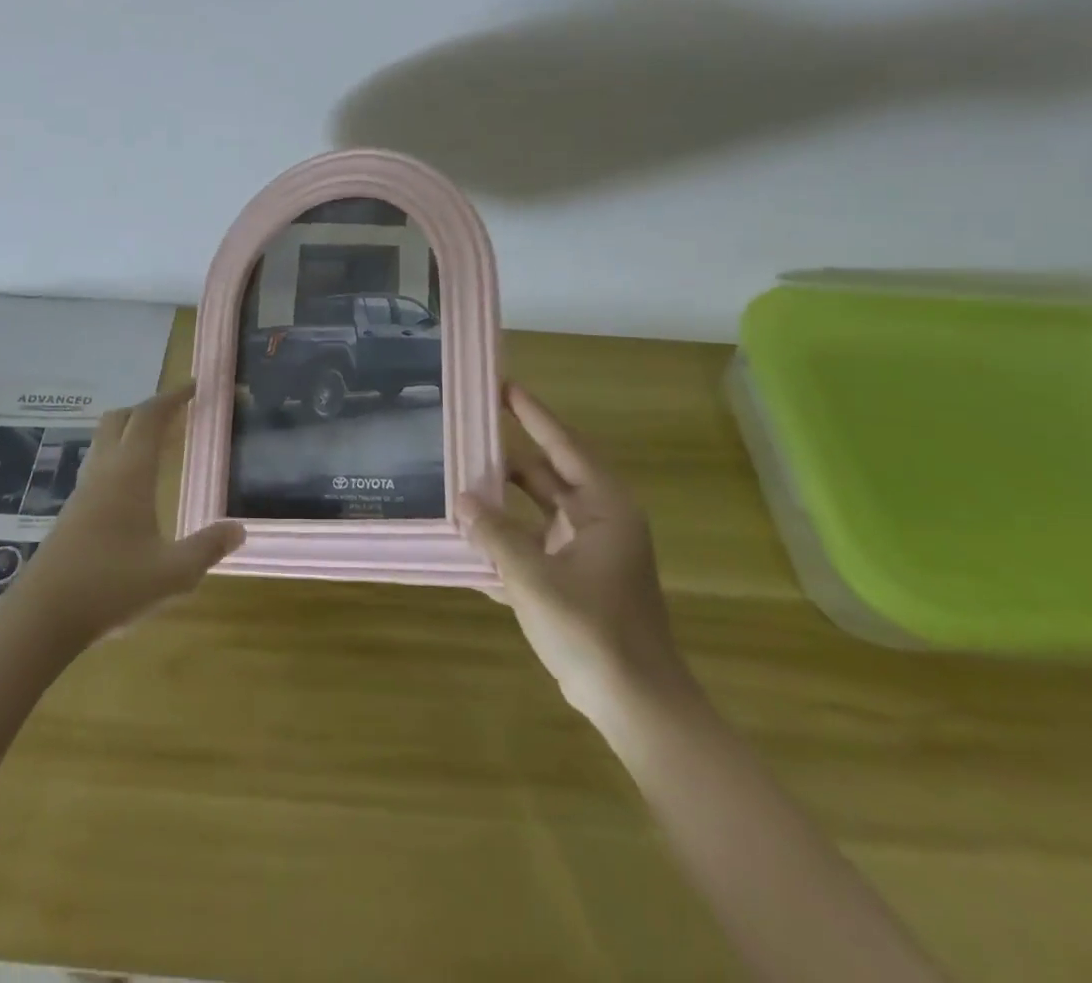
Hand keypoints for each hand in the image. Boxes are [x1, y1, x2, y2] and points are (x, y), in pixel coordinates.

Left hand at [10, 384, 244, 648]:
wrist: (42, 618)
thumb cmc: (111, 586)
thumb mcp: (173, 573)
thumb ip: (208, 548)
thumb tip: (240, 529)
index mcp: (129, 473)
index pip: (149, 418)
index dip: (172, 397)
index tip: (193, 386)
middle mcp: (104, 473)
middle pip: (119, 420)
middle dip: (147, 409)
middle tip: (175, 413)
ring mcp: (83, 493)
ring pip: (104, 443)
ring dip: (130, 433)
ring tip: (158, 446)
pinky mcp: (71, 514)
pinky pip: (98, 468)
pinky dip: (119, 459)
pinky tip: (132, 489)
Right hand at [457, 382, 692, 727]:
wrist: (635, 705)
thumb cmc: (593, 630)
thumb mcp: (534, 577)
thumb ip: (495, 534)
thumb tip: (461, 500)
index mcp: (603, 507)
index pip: (563, 444)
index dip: (532, 414)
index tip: (502, 385)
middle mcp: (598, 520)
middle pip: (545, 476)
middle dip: (505, 459)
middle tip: (464, 435)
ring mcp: (586, 552)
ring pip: (536, 512)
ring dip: (500, 504)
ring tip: (456, 483)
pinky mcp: (574, 580)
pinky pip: (534, 545)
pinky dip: (506, 541)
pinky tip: (468, 542)